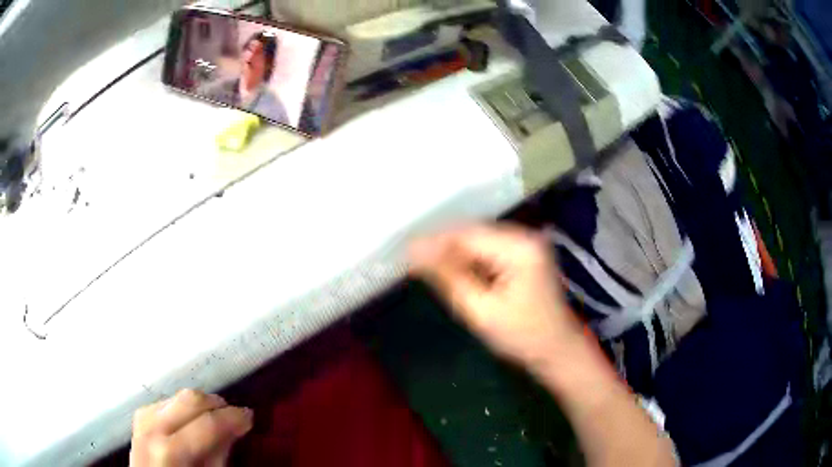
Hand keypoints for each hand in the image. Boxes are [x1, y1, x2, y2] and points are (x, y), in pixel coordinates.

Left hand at [130, 389, 252, 466]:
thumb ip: (219, 455)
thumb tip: (235, 428)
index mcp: (171, 451)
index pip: (208, 423)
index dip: (233, 417)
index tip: (250, 416)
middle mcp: (152, 428)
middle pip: (188, 399)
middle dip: (216, 404)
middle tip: (234, 415)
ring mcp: (142, 419)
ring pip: (177, 395)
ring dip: (199, 404)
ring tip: (213, 418)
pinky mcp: (139, 416)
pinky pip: (165, 401)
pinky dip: (182, 406)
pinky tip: (190, 419)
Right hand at [409, 224, 582, 370]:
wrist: (557, 350)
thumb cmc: (523, 336)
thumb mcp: (481, 310)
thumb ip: (449, 277)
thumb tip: (415, 252)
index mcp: (520, 247)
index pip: (467, 235)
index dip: (434, 241)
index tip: (404, 250)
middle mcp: (525, 236)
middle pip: (473, 234)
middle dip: (442, 247)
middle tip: (411, 259)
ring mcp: (526, 244)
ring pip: (478, 241)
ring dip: (453, 253)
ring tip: (424, 265)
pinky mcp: (524, 254)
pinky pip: (488, 251)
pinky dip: (468, 261)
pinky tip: (451, 270)